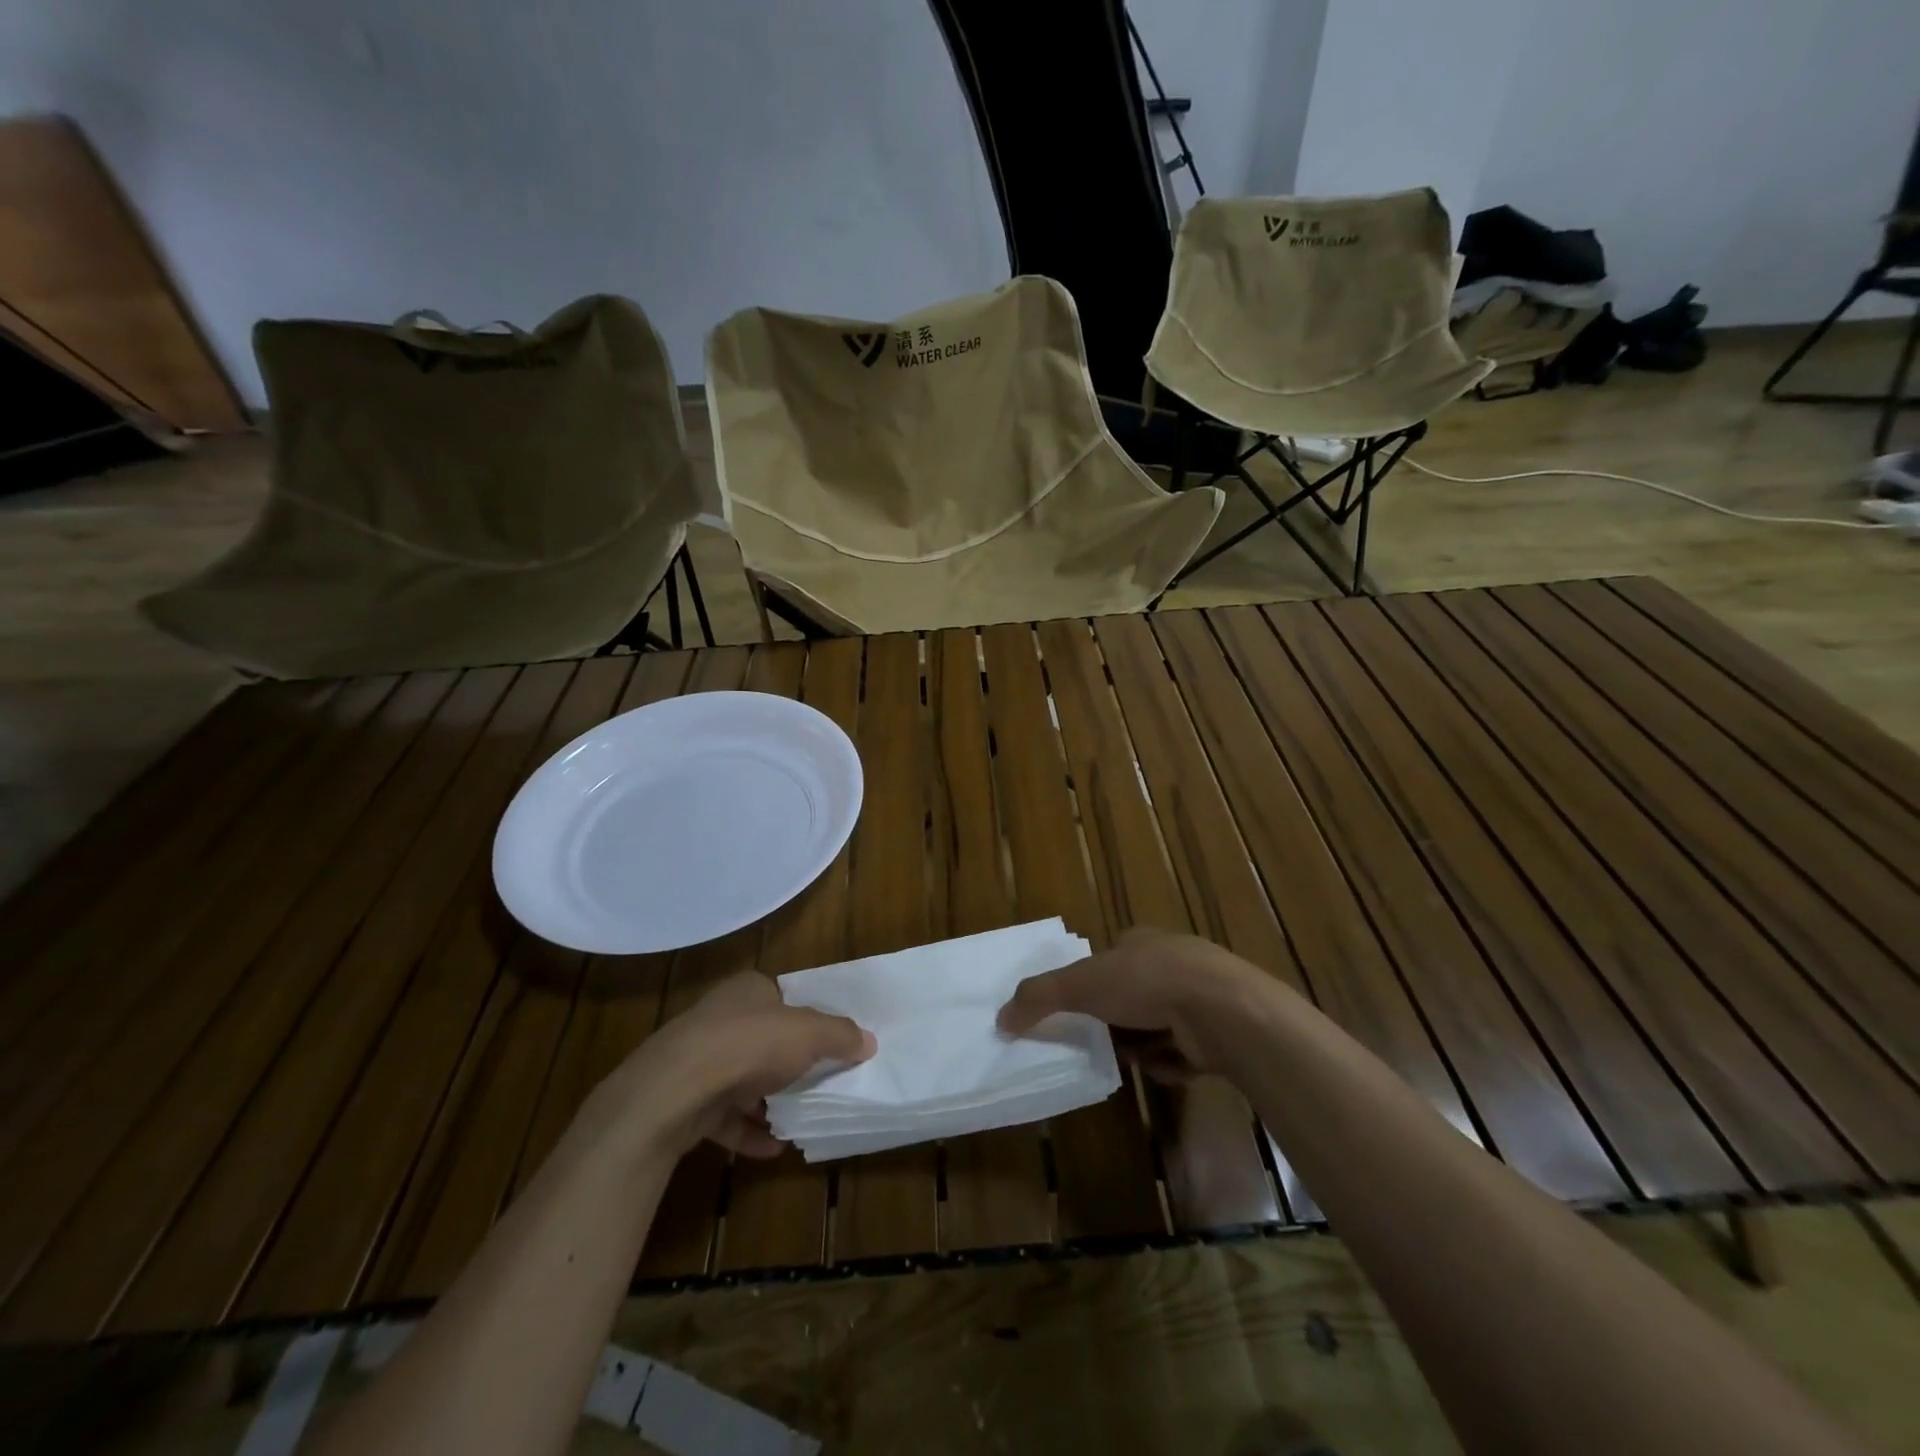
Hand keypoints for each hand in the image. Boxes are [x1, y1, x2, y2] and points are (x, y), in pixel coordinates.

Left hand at [582, 973, 873, 1159]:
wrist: (675, 1090)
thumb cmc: (749, 1044)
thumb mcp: (809, 1033)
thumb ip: (840, 1036)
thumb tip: (868, 1041)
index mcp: (747, 990)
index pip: (781, 998)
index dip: (805, 1018)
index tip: (827, 1042)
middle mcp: (720, 1018)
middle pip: (763, 1039)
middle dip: (787, 1063)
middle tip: (819, 1083)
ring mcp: (698, 1060)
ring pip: (741, 1079)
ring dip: (767, 1100)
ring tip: (799, 1119)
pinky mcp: (686, 1100)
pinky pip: (724, 1117)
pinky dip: (747, 1131)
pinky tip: (773, 1148)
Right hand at [997, 927, 1280, 1079]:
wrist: (1222, 1010)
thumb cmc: (1146, 983)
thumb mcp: (1081, 984)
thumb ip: (1039, 997)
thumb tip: (1000, 1018)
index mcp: (1141, 942)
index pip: (1110, 959)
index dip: (1093, 984)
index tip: (1081, 1010)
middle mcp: (1172, 963)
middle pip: (1133, 996)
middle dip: (1118, 1022)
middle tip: (1104, 1043)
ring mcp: (1200, 997)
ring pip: (1158, 1026)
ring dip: (1143, 1046)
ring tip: (1137, 1058)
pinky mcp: (1220, 1031)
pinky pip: (1184, 1052)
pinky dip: (1171, 1063)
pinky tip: (1168, 1066)